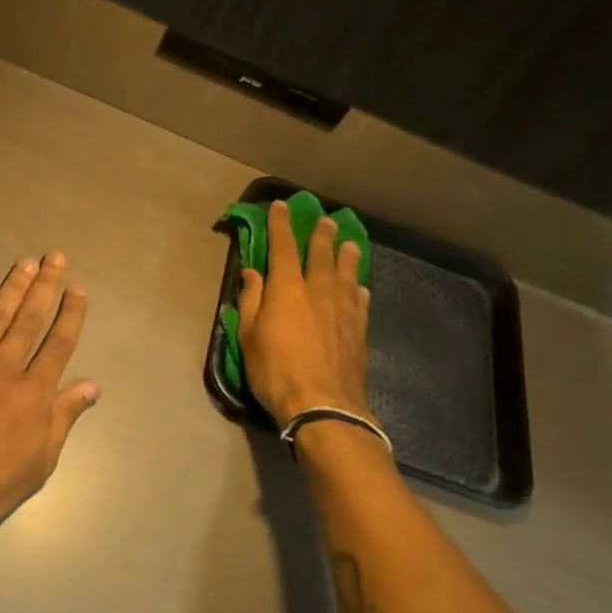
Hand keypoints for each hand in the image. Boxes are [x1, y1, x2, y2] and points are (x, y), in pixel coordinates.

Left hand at [0, 254, 98, 543]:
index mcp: (34, 391)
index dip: (70, 314)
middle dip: (45, 286)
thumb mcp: (40, 460)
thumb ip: (64, 416)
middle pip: (30, 318)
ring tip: (26, 263)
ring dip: (14, 286)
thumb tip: (92, 385)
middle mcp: (6, 366)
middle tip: (54, 257)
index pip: (59, 343)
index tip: (77, 290)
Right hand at [236, 200, 372, 428]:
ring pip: (346, 274)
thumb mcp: (250, 336)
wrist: (324, 406)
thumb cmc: (276, 370)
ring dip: (346, 256)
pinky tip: (361, 288)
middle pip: (321, 255)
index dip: (281, 225)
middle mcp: (318, 291)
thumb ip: (252, 300)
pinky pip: (360, 302)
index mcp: (287, 288)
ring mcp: (343, 310)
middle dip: (320, 235)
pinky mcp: (359, 331)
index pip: (283, 247)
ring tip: (349, 243)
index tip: (281, 206)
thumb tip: (252, 273)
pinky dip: (359, 290)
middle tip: (325, 220)